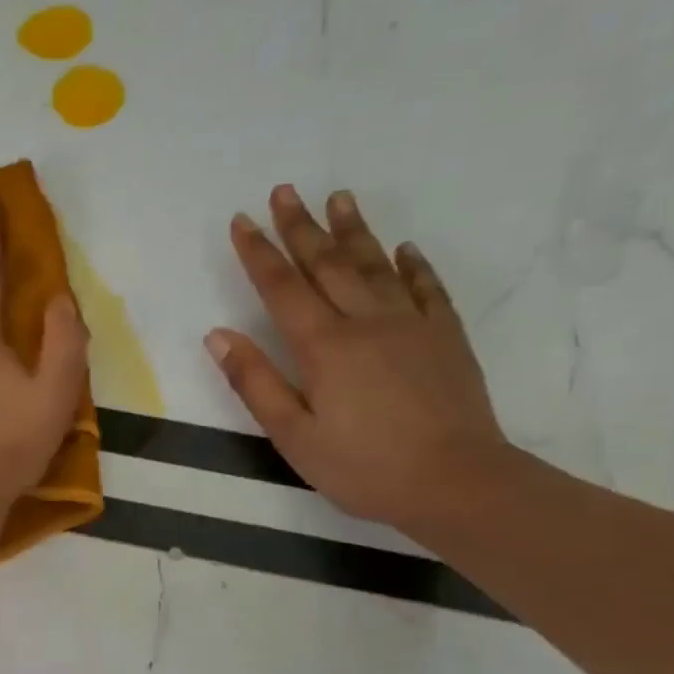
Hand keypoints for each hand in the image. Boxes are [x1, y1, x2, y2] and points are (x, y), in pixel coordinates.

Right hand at [206, 185, 508, 531]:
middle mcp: (366, 322)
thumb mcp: (293, 435)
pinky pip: (427, 288)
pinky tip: (404, 248)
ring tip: (338, 198)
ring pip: (375, 265)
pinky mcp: (446, 337)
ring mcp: (411, 324)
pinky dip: (413, 265)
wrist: (455, 482)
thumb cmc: (363, 467)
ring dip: (353, 231)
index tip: (242, 220)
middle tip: (285, 190)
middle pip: (327, 264)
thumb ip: (255, 382)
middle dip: (301, 227)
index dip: (259, 254)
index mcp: (323, 346)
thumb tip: (217, 335)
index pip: (282, 289)